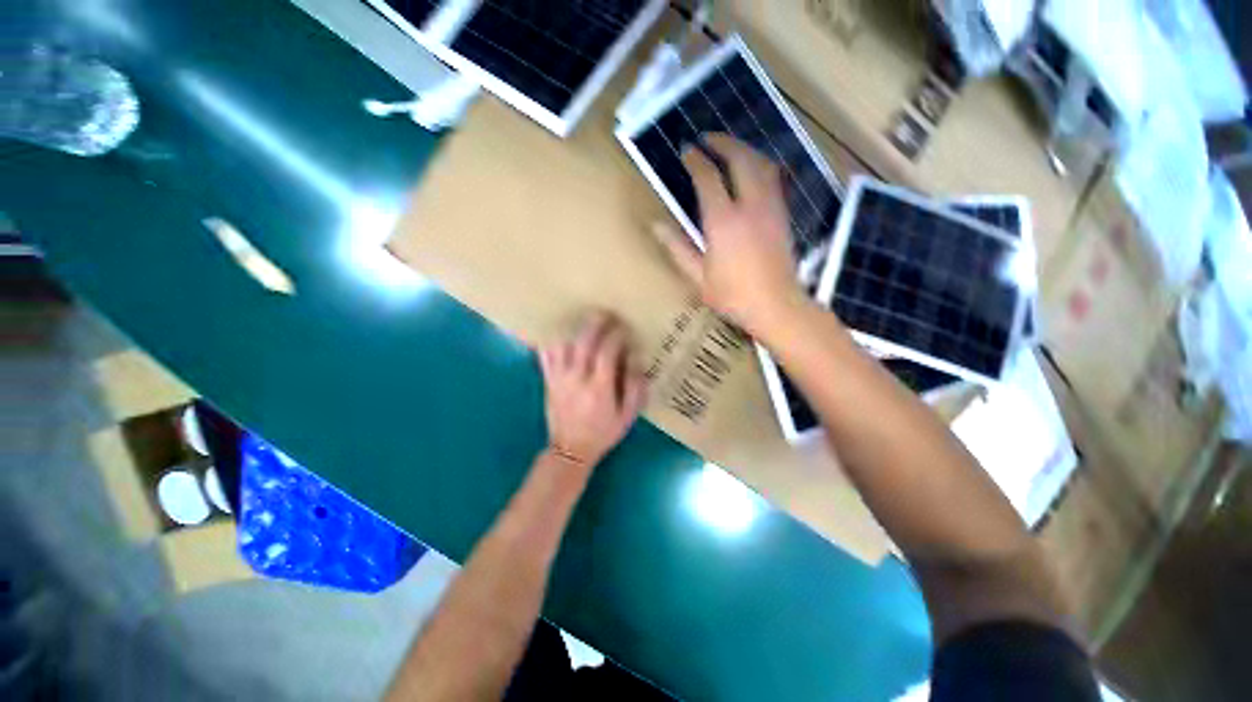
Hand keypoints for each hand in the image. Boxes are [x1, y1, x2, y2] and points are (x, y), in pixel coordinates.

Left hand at [538, 312, 647, 466]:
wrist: (570, 450)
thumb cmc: (603, 432)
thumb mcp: (627, 416)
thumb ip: (635, 388)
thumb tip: (636, 358)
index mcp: (599, 389)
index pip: (606, 354)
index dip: (615, 337)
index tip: (623, 328)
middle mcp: (577, 379)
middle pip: (583, 344)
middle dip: (594, 324)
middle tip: (603, 312)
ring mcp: (559, 379)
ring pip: (563, 345)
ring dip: (573, 328)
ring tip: (583, 318)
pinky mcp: (548, 380)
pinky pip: (545, 355)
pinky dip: (551, 340)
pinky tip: (558, 331)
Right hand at [653, 135, 805, 339]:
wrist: (776, 306)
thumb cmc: (732, 296)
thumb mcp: (698, 277)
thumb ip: (677, 248)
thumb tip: (656, 225)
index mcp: (723, 221)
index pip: (707, 177)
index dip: (695, 160)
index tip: (686, 151)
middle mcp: (749, 205)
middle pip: (739, 158)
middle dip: (722, 142)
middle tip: (707, 138)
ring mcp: (770, 207)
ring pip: (761, 163)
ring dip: (744, 149)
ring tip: (729, 147)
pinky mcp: (782, 214)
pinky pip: (774, 178)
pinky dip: (760, 165)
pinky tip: (753, 169)